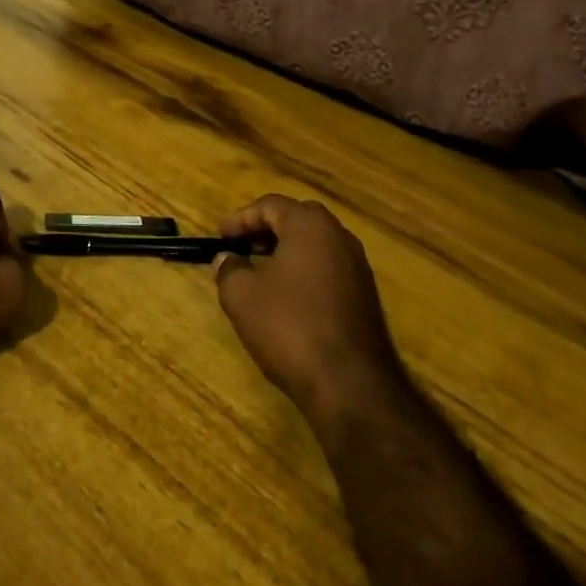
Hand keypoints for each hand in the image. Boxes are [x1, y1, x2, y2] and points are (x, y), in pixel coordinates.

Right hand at [213, 196, 404, 424]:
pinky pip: (329, 268)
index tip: (220, 234)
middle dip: (267, 228)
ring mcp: (358, 266)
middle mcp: (340, 236)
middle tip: (241, 245)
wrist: (349, 381)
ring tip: (260, 269)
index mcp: (310, 225)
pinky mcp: (366, 295)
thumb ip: (230, 269)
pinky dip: (305, 270)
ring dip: (287, 250)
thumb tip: (226, 258)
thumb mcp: (243, 296)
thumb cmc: (289, 326)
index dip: (242, 217)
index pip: (271, 205)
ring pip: (316, 244)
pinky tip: (288, 295)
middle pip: (298, 218)